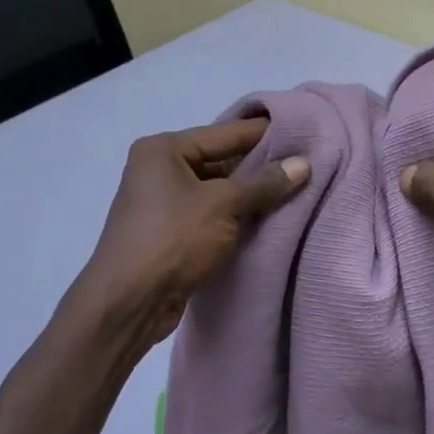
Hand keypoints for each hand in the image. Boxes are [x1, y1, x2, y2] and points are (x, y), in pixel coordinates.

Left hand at [76, 118, 309, 348]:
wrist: (128, 302)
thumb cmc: (173, 239)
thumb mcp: (223, 205)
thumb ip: (264, 184)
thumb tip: (304, 164)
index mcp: (163, 149)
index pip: (224, 133)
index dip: (264, 133)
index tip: (302, 131)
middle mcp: (158, 169)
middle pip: (220, 160)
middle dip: (259, 166)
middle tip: (304, 165)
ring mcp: (162, 203)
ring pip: (216, 191)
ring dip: (249, 195)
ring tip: (295, 191)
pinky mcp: (169, 233)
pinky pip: (210, 215)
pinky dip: (234, 217)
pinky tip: (267, 220)